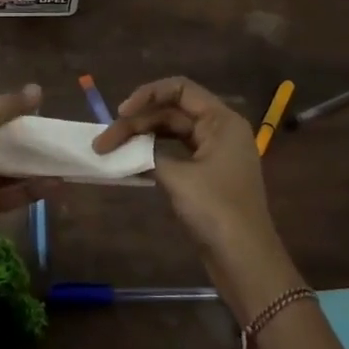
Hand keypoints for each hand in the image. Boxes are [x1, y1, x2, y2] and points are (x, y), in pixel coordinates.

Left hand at [0, 86, 47, 247]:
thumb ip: (8, 106)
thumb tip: (36, 89)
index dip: (3, 105)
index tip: (34, 109)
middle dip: (18, 139)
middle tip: (49, 138)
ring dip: (26, 168)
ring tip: (59, 165)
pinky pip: (0, 197)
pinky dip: (24, 192)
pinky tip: (53, 187)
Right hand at [94, 77, 278, 268]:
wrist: (244, 260)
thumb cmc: (216, 211)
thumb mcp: (178, 177)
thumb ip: (149, 153)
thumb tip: (128, 147)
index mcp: (221, 121)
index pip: (180, 89)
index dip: (147, 94)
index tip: (120, 113)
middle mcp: (219, 130)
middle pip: (171, 111)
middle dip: (136, 123)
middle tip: (104, 142)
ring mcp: (213, 153)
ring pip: (170, 132)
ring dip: (141, 139)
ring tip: (110, 150)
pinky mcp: (205, 175)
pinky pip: (174, 153)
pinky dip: (151, 155)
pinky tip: (128, 164)